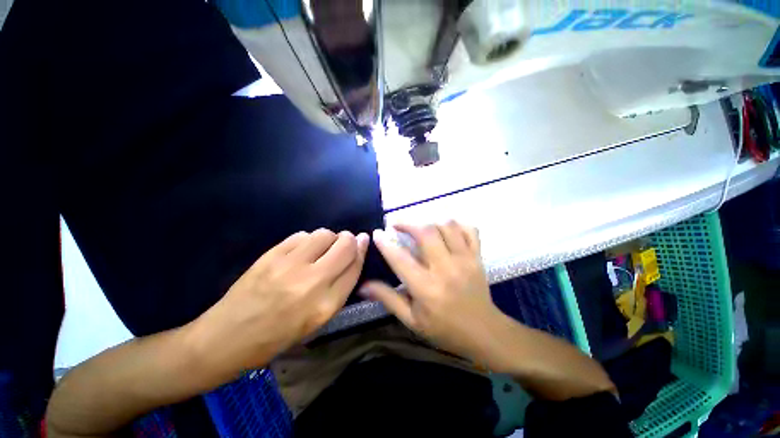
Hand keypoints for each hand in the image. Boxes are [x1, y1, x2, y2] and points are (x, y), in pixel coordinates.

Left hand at [187, 229, 368, 377]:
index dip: (362, 250)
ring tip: (320, 250)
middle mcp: (313, 282)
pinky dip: (308, 239)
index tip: (363, 240)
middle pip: (345, 245)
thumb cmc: (279, 335)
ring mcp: (290, 265)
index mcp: (327, 304)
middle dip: (349, 239)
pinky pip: (302, 235)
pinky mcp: (271, 255)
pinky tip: (301, 251)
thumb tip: (355, 254)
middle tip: (344, 244)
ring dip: (329, 238)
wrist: (228, 337)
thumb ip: (340, 286)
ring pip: (324, 234)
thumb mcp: (318, 319)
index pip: (355, 266)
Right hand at [361, 221, 503, 362]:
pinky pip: (469, 229)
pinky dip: (456, 224)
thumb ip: (387, 299)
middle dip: (407, 223)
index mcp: (426, 288)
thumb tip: (362, 286)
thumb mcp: (411, 320)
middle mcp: (445, 269)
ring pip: (447, 226)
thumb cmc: (443, 329)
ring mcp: (465, 260)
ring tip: (419, 227)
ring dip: (429, 221)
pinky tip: (445, 229)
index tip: (377, 233)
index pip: (400, 258)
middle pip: (426, 232)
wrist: (484, 332)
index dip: (385, 243)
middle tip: (396, 224)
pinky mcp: (477, 257)